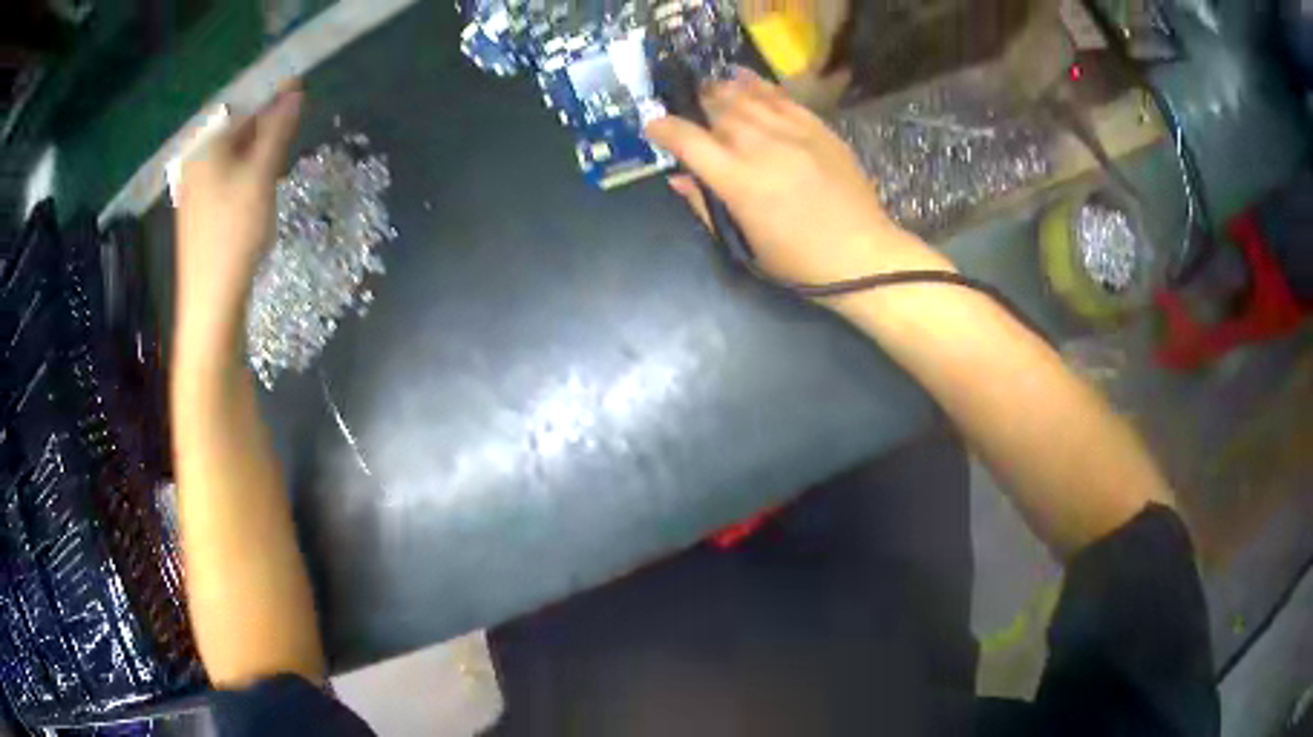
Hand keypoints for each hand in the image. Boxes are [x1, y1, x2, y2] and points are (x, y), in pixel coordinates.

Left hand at [175, 85, 302, 345]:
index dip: (271, 100)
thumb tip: (295, 89)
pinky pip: (225, 180)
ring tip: (275, 168)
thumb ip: (278, 129)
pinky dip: (245, 178)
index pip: (241, 106)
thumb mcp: (261, 174)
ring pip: (231, 158)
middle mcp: (195, 163)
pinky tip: (256, 195)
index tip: (299, 98)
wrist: (210, 302)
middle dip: (264, 130)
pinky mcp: (199, 214)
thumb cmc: (234, 232)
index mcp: (204, 147)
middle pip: (234, 131)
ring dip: (257, 155)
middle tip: (290, 137)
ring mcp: (194, 190)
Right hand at [645, 70, 949, 290]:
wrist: (863, 255)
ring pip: (748, 98)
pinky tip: (745, 78)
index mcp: (738, 182)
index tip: (652, 125)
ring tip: (711, 86)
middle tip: (689, 105)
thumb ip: (706, 206)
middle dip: (697, 105)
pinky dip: (760, 86)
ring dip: (724, 90)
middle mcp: (761, 148)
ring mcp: (793, 134)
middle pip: (719, 112)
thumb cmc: (799, 262)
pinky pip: (782, 98)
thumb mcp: (745, 244)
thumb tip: (677, 178)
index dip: (664, 129)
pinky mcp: (819, 129)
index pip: (689, 141)